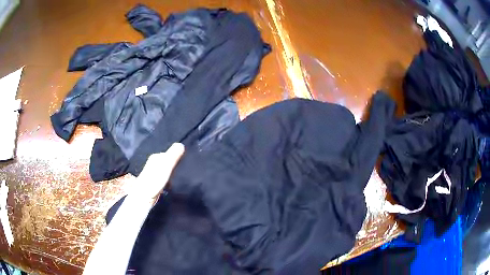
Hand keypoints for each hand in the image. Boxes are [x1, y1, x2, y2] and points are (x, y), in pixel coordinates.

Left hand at [131, 143, 184, 200]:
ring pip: (166, 170)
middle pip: (167, 161)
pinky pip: (165, 178)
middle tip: (185, 170)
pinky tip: (173, 184)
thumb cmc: (154, 181)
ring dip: (172, 173)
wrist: (143, 198)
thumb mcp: (165, 166)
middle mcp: (153, 163)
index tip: (186, 161)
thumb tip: (181, 144)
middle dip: (175, 164)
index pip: (169, 153)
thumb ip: (173, 156)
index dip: (177, 156)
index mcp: (155, 157)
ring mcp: (153, 174)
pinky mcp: (154, 183)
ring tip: (180, 177)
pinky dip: (169, 180)